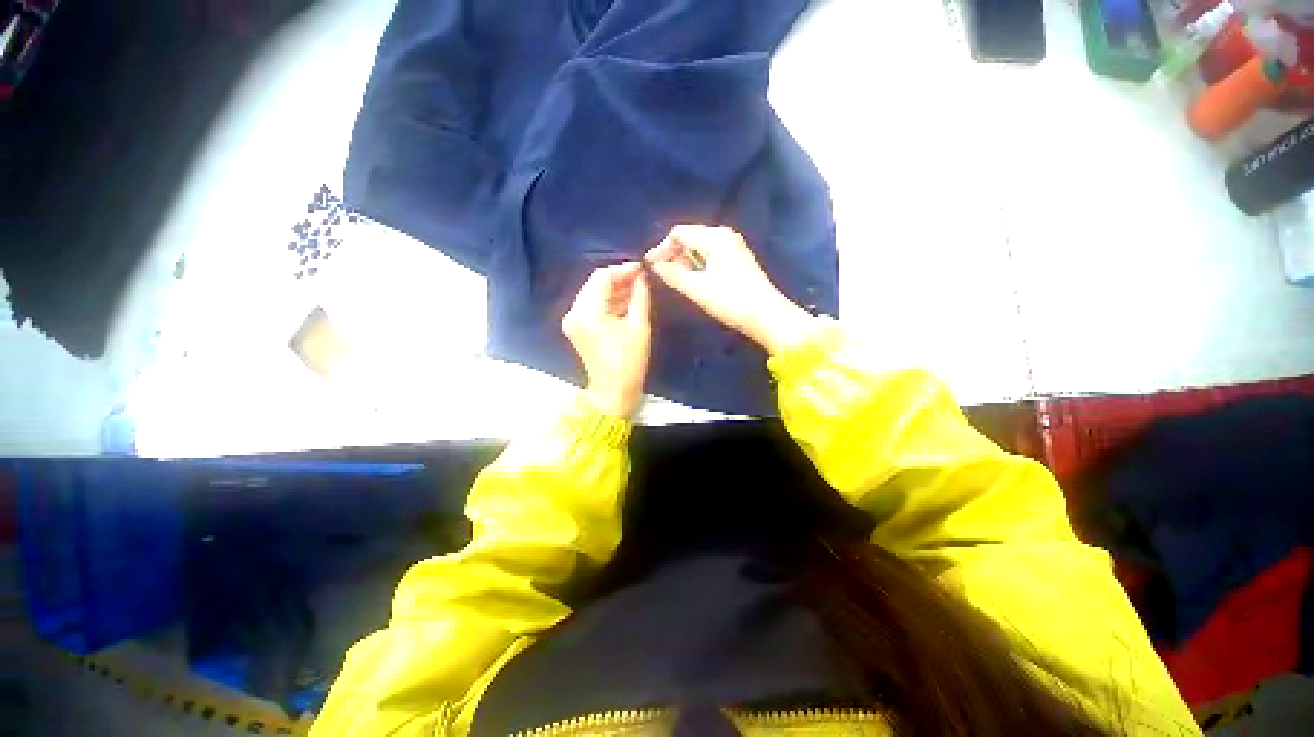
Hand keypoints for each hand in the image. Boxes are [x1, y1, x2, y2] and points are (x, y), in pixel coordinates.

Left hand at [561, 262, 651, 417]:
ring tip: (637, 289)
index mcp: (587, 312)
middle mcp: (574, 312)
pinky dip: (607, 302)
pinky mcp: (576, 327)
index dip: (623, 269)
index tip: (642, 268)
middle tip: (641, 278)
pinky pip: (592, 306)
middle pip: (594, 284)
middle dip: (618, 279)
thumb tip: (642, 276)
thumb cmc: (629, 361)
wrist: (614, 391)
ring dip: (614, 290)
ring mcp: (572, 320)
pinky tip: (625, 302)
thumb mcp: (639, 326)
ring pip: (593, 294)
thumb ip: (640, 296)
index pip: (601, 277)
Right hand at [645, 224, 816, 355]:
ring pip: (700, 248)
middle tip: (661, 274)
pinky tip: (693, 281)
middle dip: (672, 254)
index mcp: (715, 237)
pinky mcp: (737, 260)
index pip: (679, 233)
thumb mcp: (698, 289)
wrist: (767, 316)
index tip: (650, 266)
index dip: (661, 247)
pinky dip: (697, 265)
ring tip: (674, 280)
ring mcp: (733, 247)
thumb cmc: (731, 301)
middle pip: (690, 237)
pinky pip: (710, 256)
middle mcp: (725, 236)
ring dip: (684, 261)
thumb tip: (655, 265)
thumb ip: (673, 275)